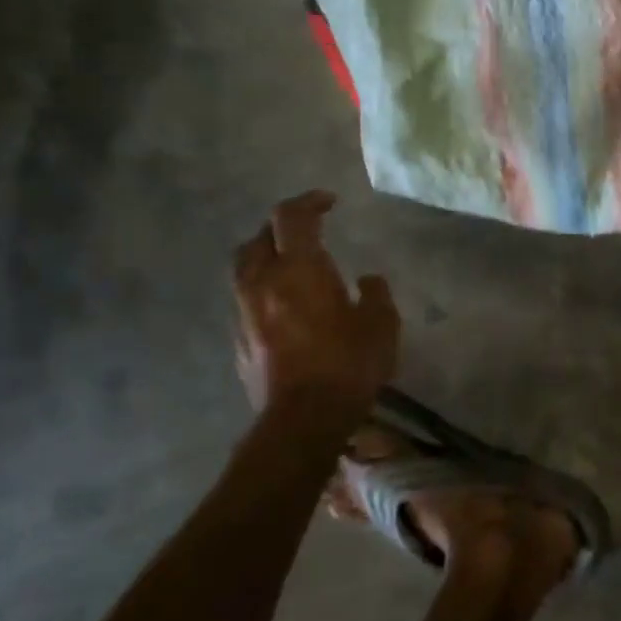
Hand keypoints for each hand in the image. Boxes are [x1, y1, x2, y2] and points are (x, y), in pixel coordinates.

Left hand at [232, 191, 398, 413]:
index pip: (292, 217)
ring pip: (244, 268)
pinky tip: (286, 307)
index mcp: (299, 268)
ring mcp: (244, 312)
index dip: (309, 202)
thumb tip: (366, 281)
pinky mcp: (239, 341)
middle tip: (307, 231)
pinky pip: (246, 300)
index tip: (329, 202)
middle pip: (258, 237)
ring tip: (291, 267)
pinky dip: (263, 290)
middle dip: (281, 228)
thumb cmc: (349, 362)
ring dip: (266, 258)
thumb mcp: (381, 323)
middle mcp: (263, 282)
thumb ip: (375, 294)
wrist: (304, 418)